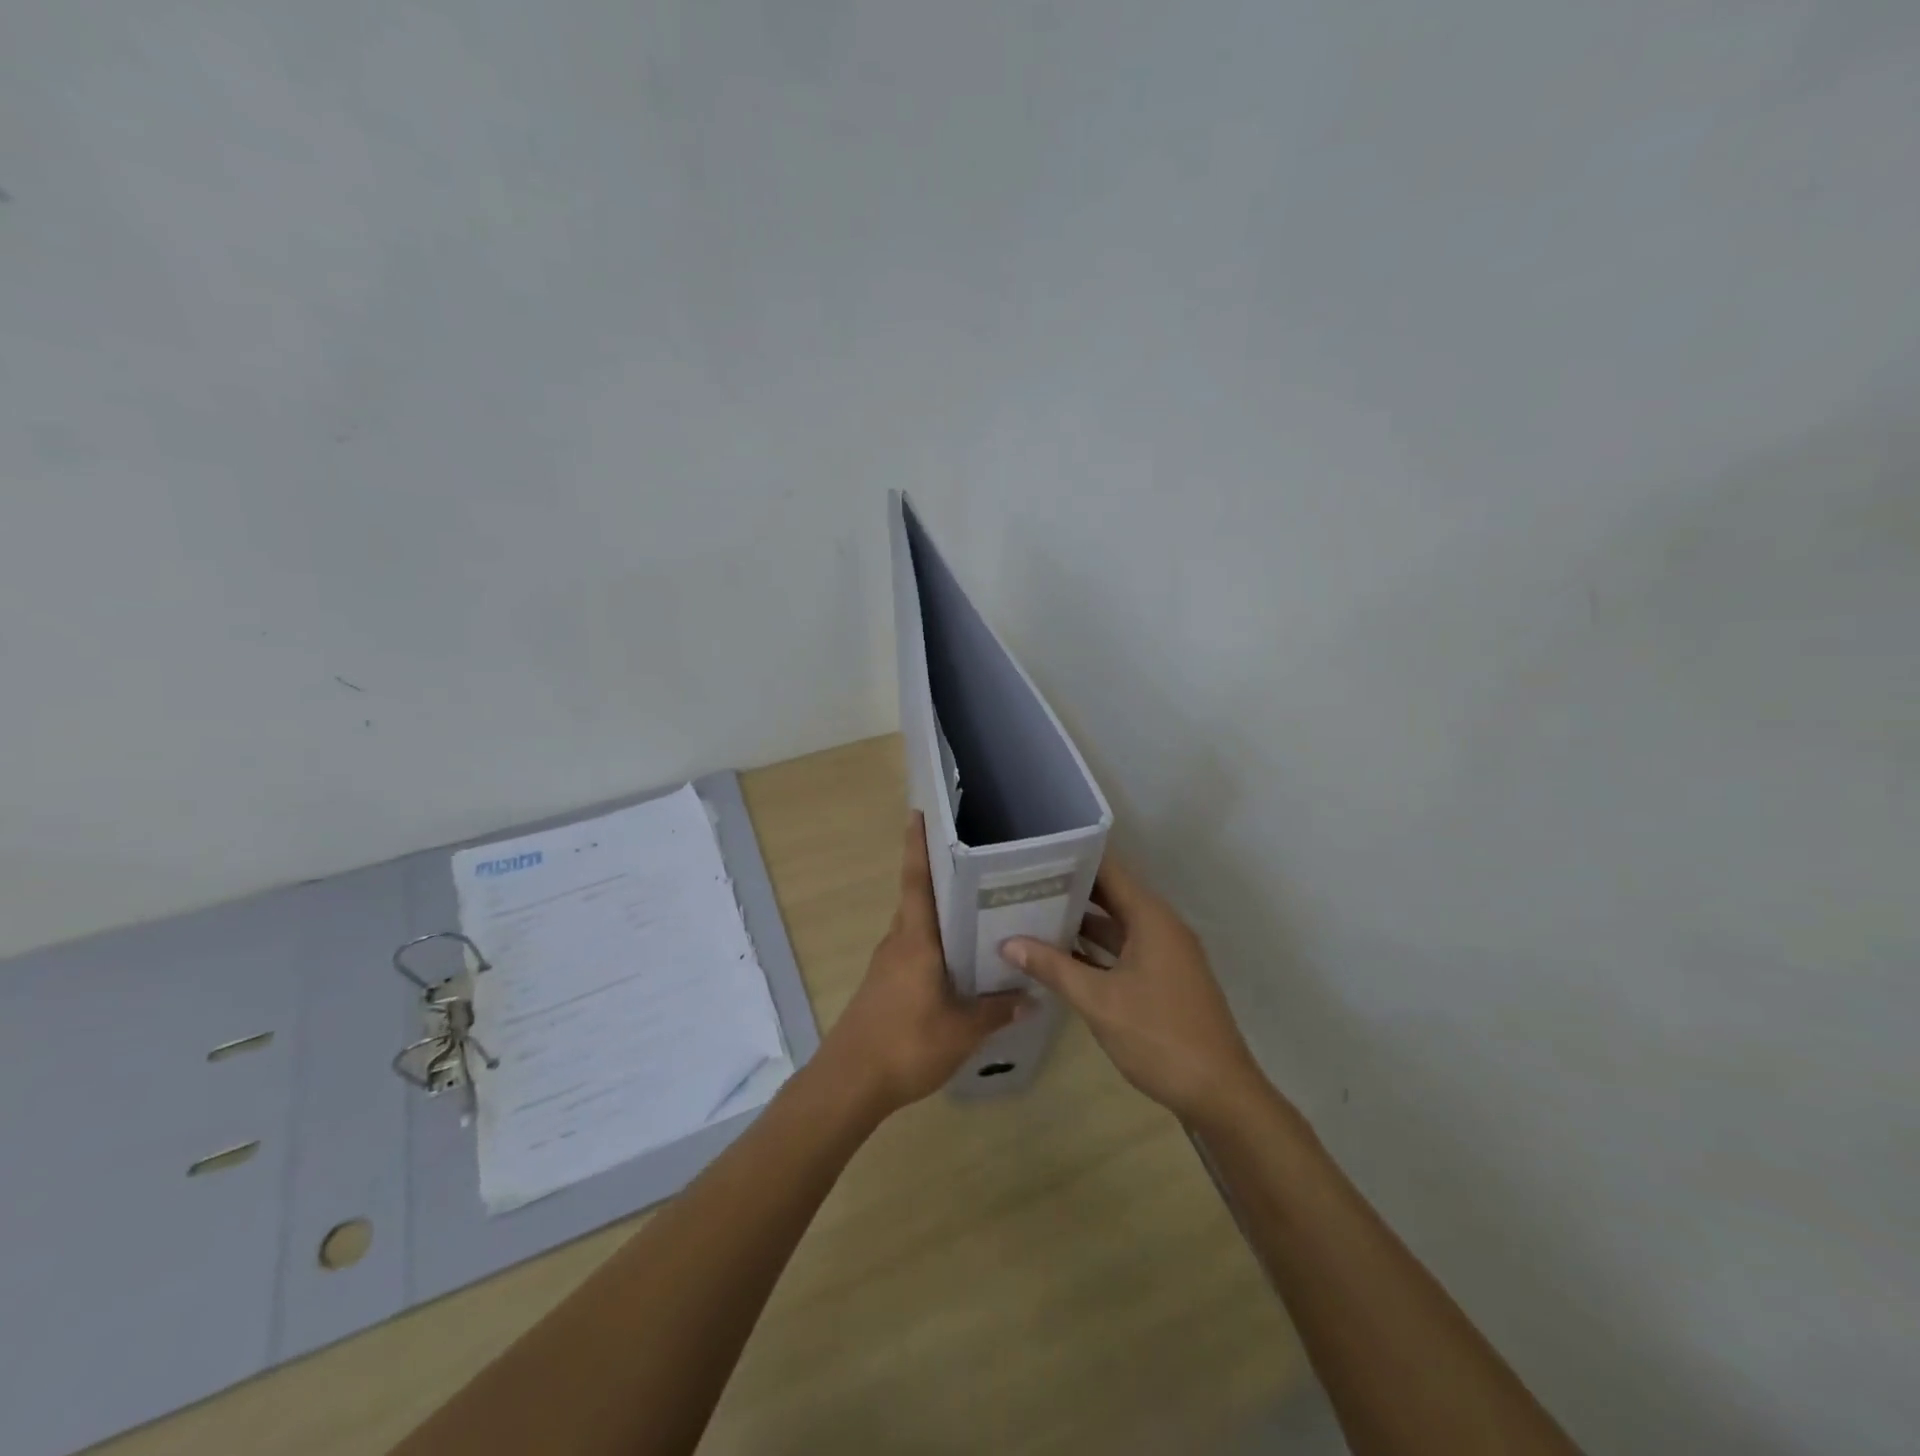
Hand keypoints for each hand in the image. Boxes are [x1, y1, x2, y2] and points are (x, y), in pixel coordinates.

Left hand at [817, 813, 1030, 1116]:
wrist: (850, 1083)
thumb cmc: (906, 1044)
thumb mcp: (961, 1031)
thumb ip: (996, 1011)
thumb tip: (1031, 996)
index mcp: (916, 940)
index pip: (917, 881)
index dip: (918, 846)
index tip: (918, 813)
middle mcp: (898, 942)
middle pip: (919, 899)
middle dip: (941, 876)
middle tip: (977, 861)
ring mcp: (887, 963)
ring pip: (917, 926)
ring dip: (940, 914)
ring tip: (978, 909)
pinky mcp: (884, 984)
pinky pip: (913, 950)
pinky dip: (934, 944)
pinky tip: (958, 961)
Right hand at [1003, 859, 1265, 1124]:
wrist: (1219, 1093)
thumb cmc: (1159, 1036)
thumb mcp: (1098, 1001)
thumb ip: (1053, 968)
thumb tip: (1008, 943)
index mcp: (1151, 918)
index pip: (1109, 870)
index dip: (1074, 858)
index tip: (1036, 853)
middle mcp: (1160, 926)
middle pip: (1111, 895)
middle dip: (1070, 889)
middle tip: (1023, 882)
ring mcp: (1164, 954)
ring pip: (1116, 925)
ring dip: (1080, 922)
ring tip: (1032, 912)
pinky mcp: (1163, 979)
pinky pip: (1124, 950)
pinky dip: (1095, 949)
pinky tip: (1060, 955)